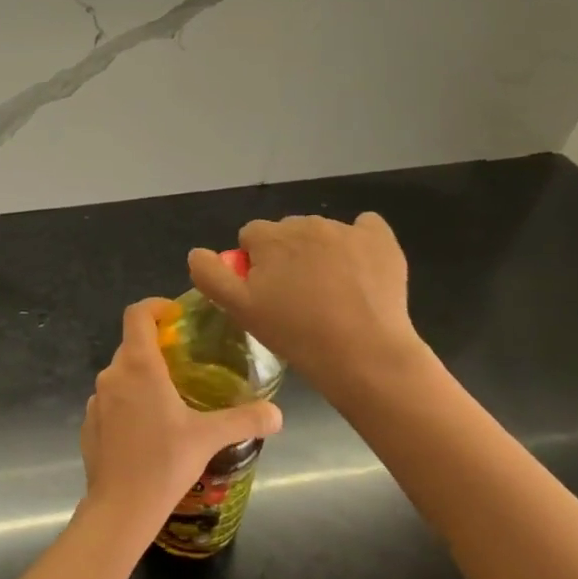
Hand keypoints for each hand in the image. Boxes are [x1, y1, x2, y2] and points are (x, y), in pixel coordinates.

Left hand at [80, 300, 281, 532]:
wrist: (121, 506)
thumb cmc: (164, 462)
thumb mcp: (209, 437)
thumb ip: (245, 420)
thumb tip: (277, 414)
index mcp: (138, 366)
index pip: (137, 314)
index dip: (155, 307)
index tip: (176, 316)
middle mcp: (112, 374)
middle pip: (131, 345)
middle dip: (156, 347)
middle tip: (184, 364)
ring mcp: (95, 399)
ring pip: (121, 375)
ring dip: (142, 378)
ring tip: (171, 399)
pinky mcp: (89, 422)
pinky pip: (111, 401)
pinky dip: (128, 403)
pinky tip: (148, 430)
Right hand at [187, 214, 427, 403]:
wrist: (365, 354)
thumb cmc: (296, 334)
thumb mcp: (239, 310)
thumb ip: (210, 275)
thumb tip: (197, 253)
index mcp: (269, 237)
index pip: (250, 237)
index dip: (254, 264)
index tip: (266, 293)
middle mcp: (306, 224)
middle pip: (286, 232)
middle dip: (286, 256)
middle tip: (296, 297)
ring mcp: (346, 230)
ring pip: (321, 234)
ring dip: (319, 253)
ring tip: (331, 294)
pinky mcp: (381, 241)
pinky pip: (365, 227)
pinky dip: (358, 242)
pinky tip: (359, 269)